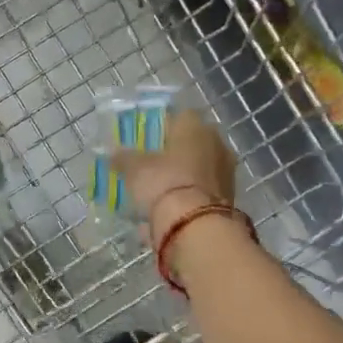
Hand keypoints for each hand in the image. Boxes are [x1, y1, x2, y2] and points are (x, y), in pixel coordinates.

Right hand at [110, 109, 237, 250]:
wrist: (195, 225)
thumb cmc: (163, 183)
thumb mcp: (133, 169)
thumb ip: (123, 158)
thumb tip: (113, 154)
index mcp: (194, 126)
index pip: (177, 116)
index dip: (159, 128)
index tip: (145, 142)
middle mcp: (216, 142)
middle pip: (191, 143)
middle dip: (173, 153)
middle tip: (151, 166)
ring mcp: (226, 171)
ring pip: (199, 167)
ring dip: (183, 176)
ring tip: (159, 191)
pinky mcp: (230, 197)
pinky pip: (203, 191)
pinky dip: (190, 197)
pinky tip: (171, 209)